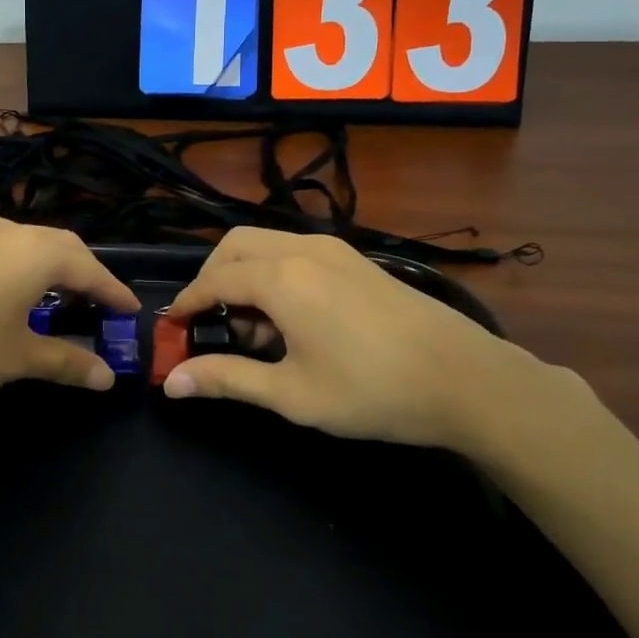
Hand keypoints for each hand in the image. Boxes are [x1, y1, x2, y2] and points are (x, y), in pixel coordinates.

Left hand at [0, 218, 139, 406]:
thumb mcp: (15, 359)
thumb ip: (66, 361)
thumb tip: (107, 376)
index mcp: (35, 253)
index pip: (89, 268)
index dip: (113, 292)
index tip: (131, 312)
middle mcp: (9, 232)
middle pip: (62, 248)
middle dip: (86, 276)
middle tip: (101, 307)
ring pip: (30, 246)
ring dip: (53, 270)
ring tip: (63, 302)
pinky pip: (3, 252)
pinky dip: (23, 270)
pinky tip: (14, 297)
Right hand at [162, 228, 524, 449]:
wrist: (467, 380)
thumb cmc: (372, 390)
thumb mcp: (292, 393)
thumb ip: (227, 379)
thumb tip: (171, 382)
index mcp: (282, 278)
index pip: (215, 279)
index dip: (188, 302)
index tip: (173, 326)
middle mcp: (303, 250)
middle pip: (236, 246)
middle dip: (212, 277)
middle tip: (208, 320)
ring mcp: (335, 250)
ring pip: (267, 244)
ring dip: (245, 274)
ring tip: (252, 327)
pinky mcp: (357, 260)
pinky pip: (297, 252)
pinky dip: (275, 272)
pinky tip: (291, 317)